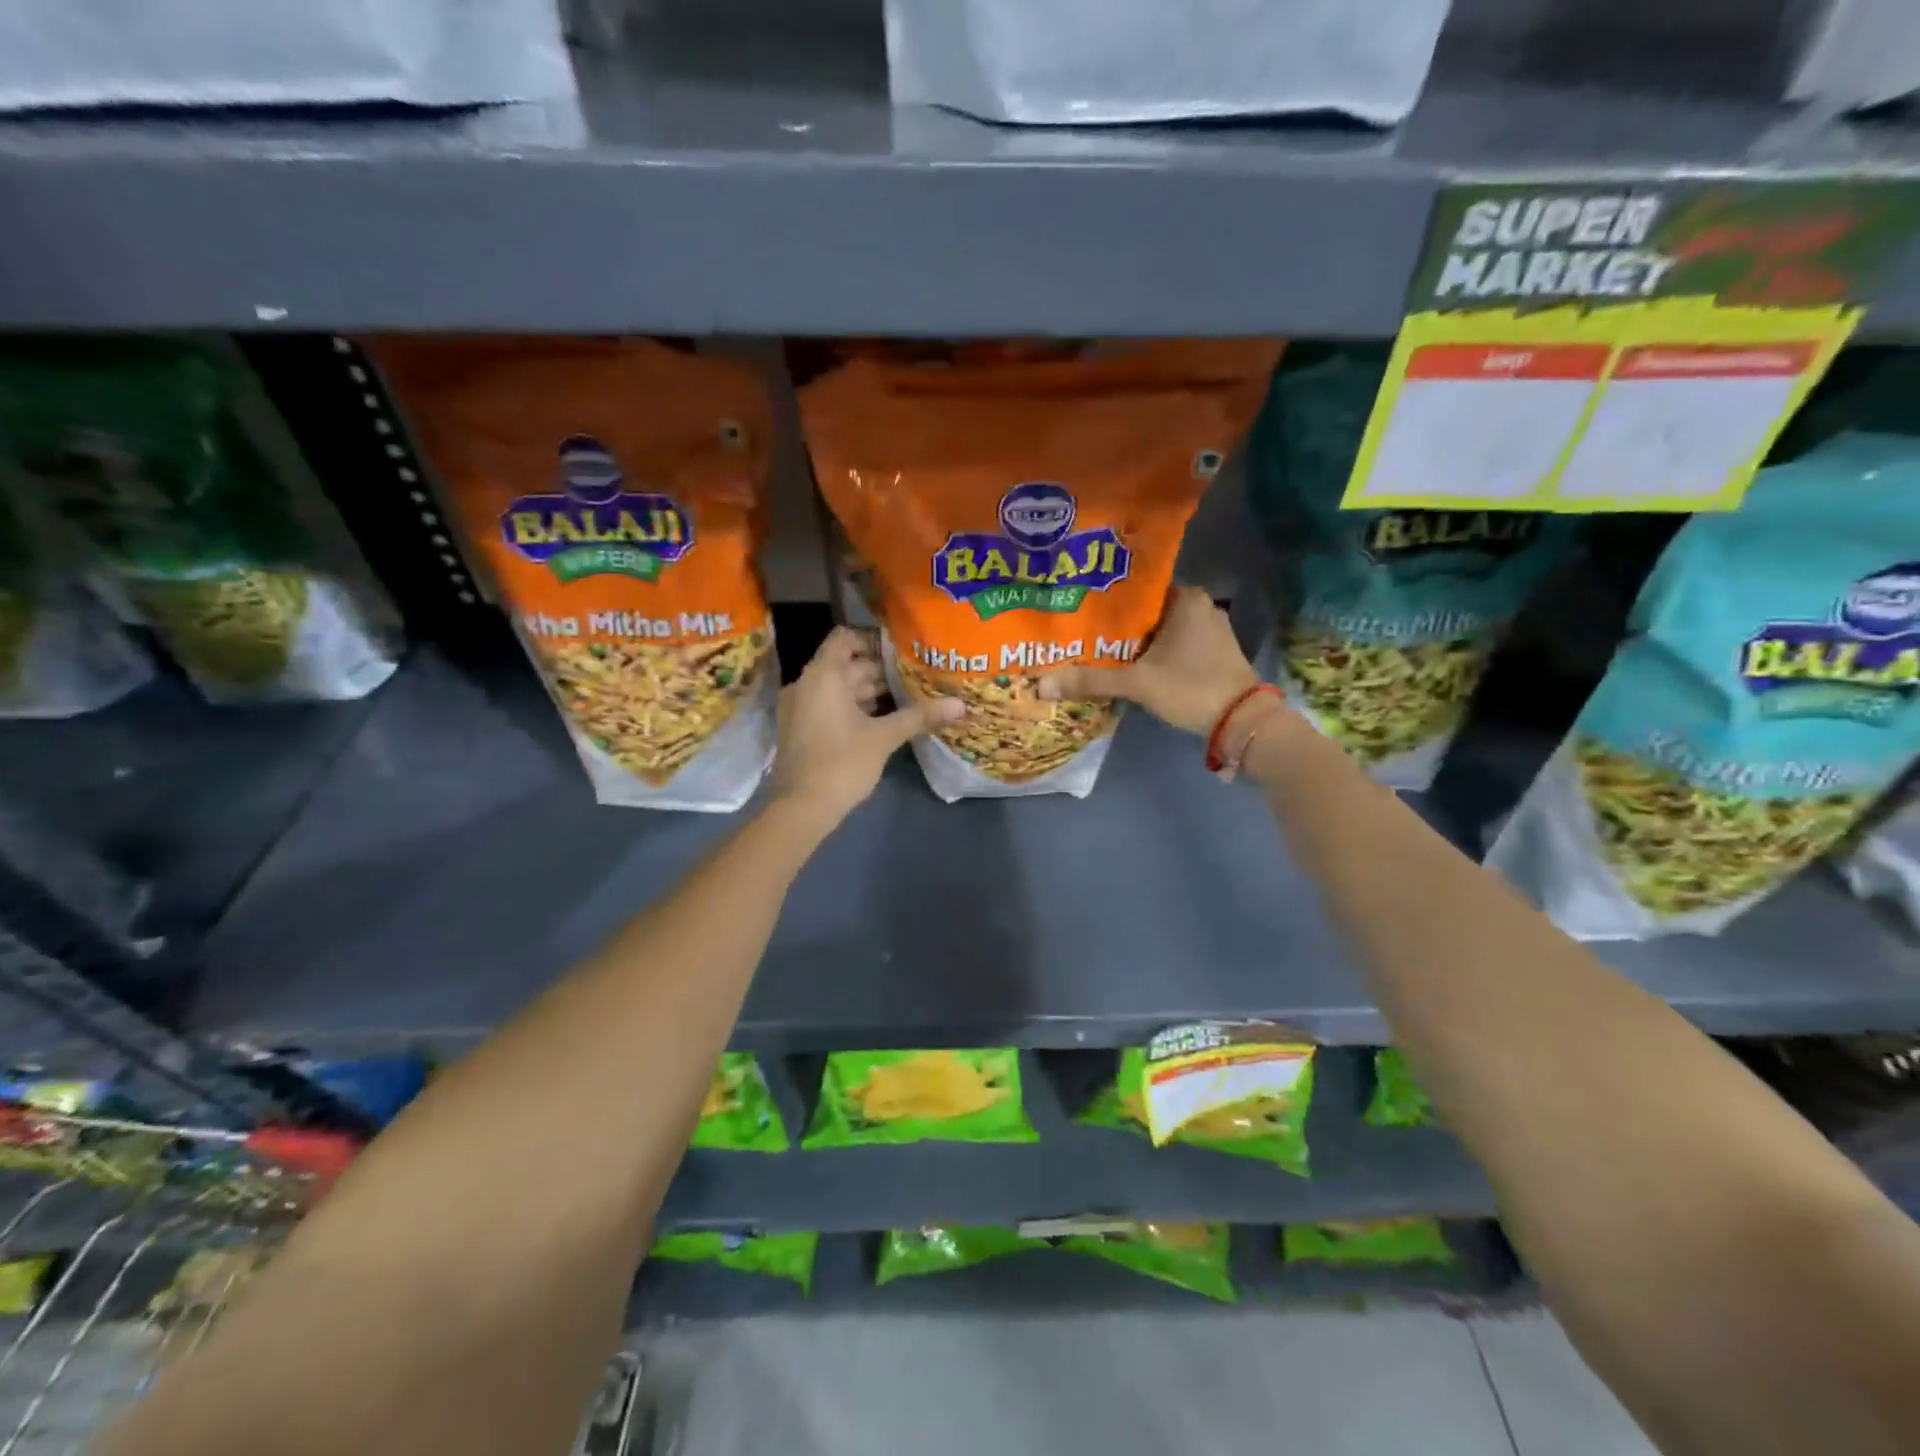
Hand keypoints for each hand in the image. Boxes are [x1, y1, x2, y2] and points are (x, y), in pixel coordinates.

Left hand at [772, 627, 963, 821]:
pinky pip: (831, 706)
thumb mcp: (884, 738)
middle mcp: (807, 685)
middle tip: (915, 676)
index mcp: (823, 676)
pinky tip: (884, 720)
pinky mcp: (802, 729)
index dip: (873, 639)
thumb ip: (920, 716)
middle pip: (846, 664)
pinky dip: (855, 707)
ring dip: (870, 690)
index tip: (902, 651)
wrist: (800, 808)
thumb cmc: (841, 764)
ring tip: (907, 697)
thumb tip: (960, 705)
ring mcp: (801, 708)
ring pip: (840, 688)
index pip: (845, 637)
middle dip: (880, 670)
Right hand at [1038, 586, 1261, 735]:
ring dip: (1137, 643)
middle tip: (1084, 636)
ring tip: (1101, 652)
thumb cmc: (1190, 688)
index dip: (1107, 604)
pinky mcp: (1216, 653)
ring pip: (1162, 631)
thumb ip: (1091, 681)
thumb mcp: (1137, 684)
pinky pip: (1176, 645)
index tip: (1081, 614)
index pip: (1136, 591)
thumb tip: (1041, 684)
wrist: (1242, 722)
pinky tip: (1134, 667)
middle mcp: (1201, 606)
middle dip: (1119, 627)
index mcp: (1185, 598)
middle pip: (1147, 613)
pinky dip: (1156, 654)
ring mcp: (1212, 630)